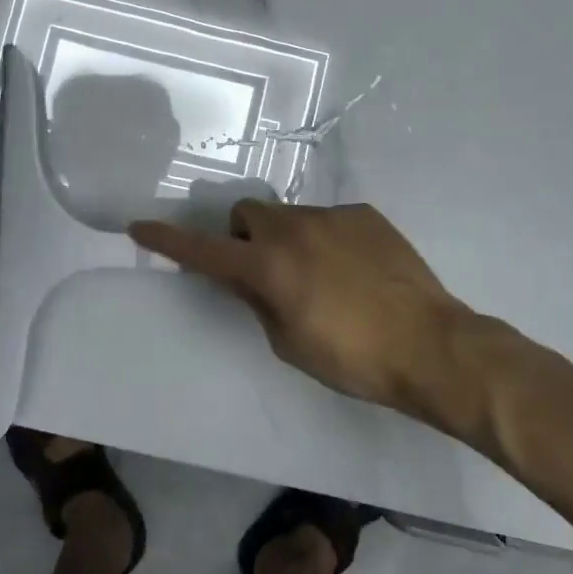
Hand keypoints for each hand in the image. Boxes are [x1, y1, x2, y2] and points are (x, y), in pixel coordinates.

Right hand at [129, 201, 499, 421]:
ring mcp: (331, 215)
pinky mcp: (365, 214)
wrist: (433, 345)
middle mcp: (293, 229)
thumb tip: (244, 279)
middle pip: (247, 214)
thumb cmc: (354, 359)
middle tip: (265, 271)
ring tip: (322, 277)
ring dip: (288, 239)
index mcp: (268, 266)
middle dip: (244, 236)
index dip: (168, 240)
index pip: (204, 250)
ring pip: (289, 216)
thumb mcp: (290, 343)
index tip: (139, 225)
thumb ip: (258, 302)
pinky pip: (329, 219)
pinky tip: (356, 271)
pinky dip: (326, 240)